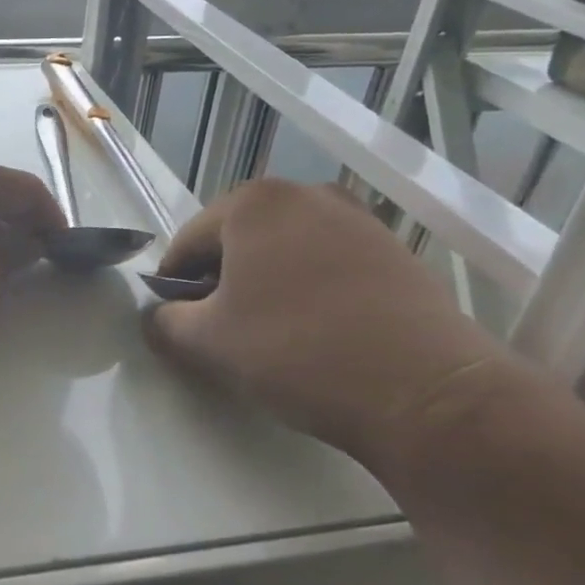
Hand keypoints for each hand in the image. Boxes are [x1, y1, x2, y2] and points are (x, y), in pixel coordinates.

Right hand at [144, 179, 508, 471]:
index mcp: (253, 201)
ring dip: (264, 286)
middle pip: (237, 241)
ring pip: (283, 251)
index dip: (172, 286)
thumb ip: (163, 323)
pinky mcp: (394, 250)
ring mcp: (357, 218)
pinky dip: (308, 290)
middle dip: (221, 283)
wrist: (426, 391)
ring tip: (271, 336)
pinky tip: (317, 333)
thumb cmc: (297, 352)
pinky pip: (327, 264)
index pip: (188, 242)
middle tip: (221, 333)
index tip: (175, 325)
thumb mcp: (207, 343)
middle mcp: (305, 193)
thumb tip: (159, 318)